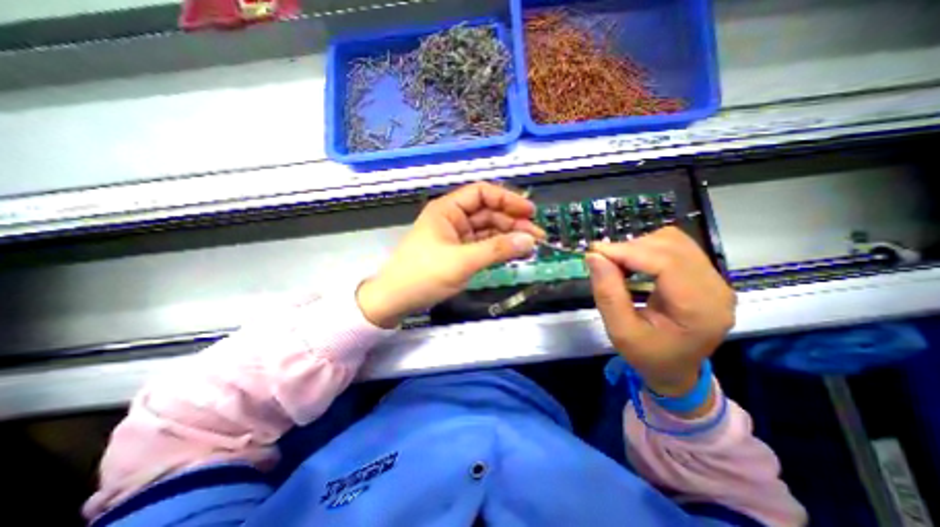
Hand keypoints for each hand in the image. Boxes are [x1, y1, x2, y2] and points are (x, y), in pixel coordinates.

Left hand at [357, 183, 543, 326]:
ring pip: (488, 230)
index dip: (507, 200)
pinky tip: (514, 253)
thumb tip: (529, 240)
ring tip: (531, 246)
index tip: (530, 212)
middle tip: (537, 236)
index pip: (482, 193)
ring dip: (508, 236)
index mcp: (448, 210)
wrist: (395, 300)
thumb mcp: (462, 261)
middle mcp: (453, 218)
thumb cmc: (423, 275)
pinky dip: (498, 248)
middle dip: (513, 222)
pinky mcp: (458, 253)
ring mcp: (456, 237)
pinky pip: (483, 245)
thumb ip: (496, 250)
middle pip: (488, 212)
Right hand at [586, 229, 733, 400]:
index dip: (627, 252)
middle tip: (602, 260)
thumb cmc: (648, 356)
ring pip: (674, 241)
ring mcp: (715, 279)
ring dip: (639, 246)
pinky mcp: (705, 275)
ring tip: (618, 263)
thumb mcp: (621, 332)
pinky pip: (676, 247)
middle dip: (630, 248)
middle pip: (671, 246)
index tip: (595, 252)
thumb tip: (594, 256)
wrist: (676, 370)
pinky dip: (648, 248)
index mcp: (700, 309)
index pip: (666, 263)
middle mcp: (716, 288)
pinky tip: (634, 263)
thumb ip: (607, 294)